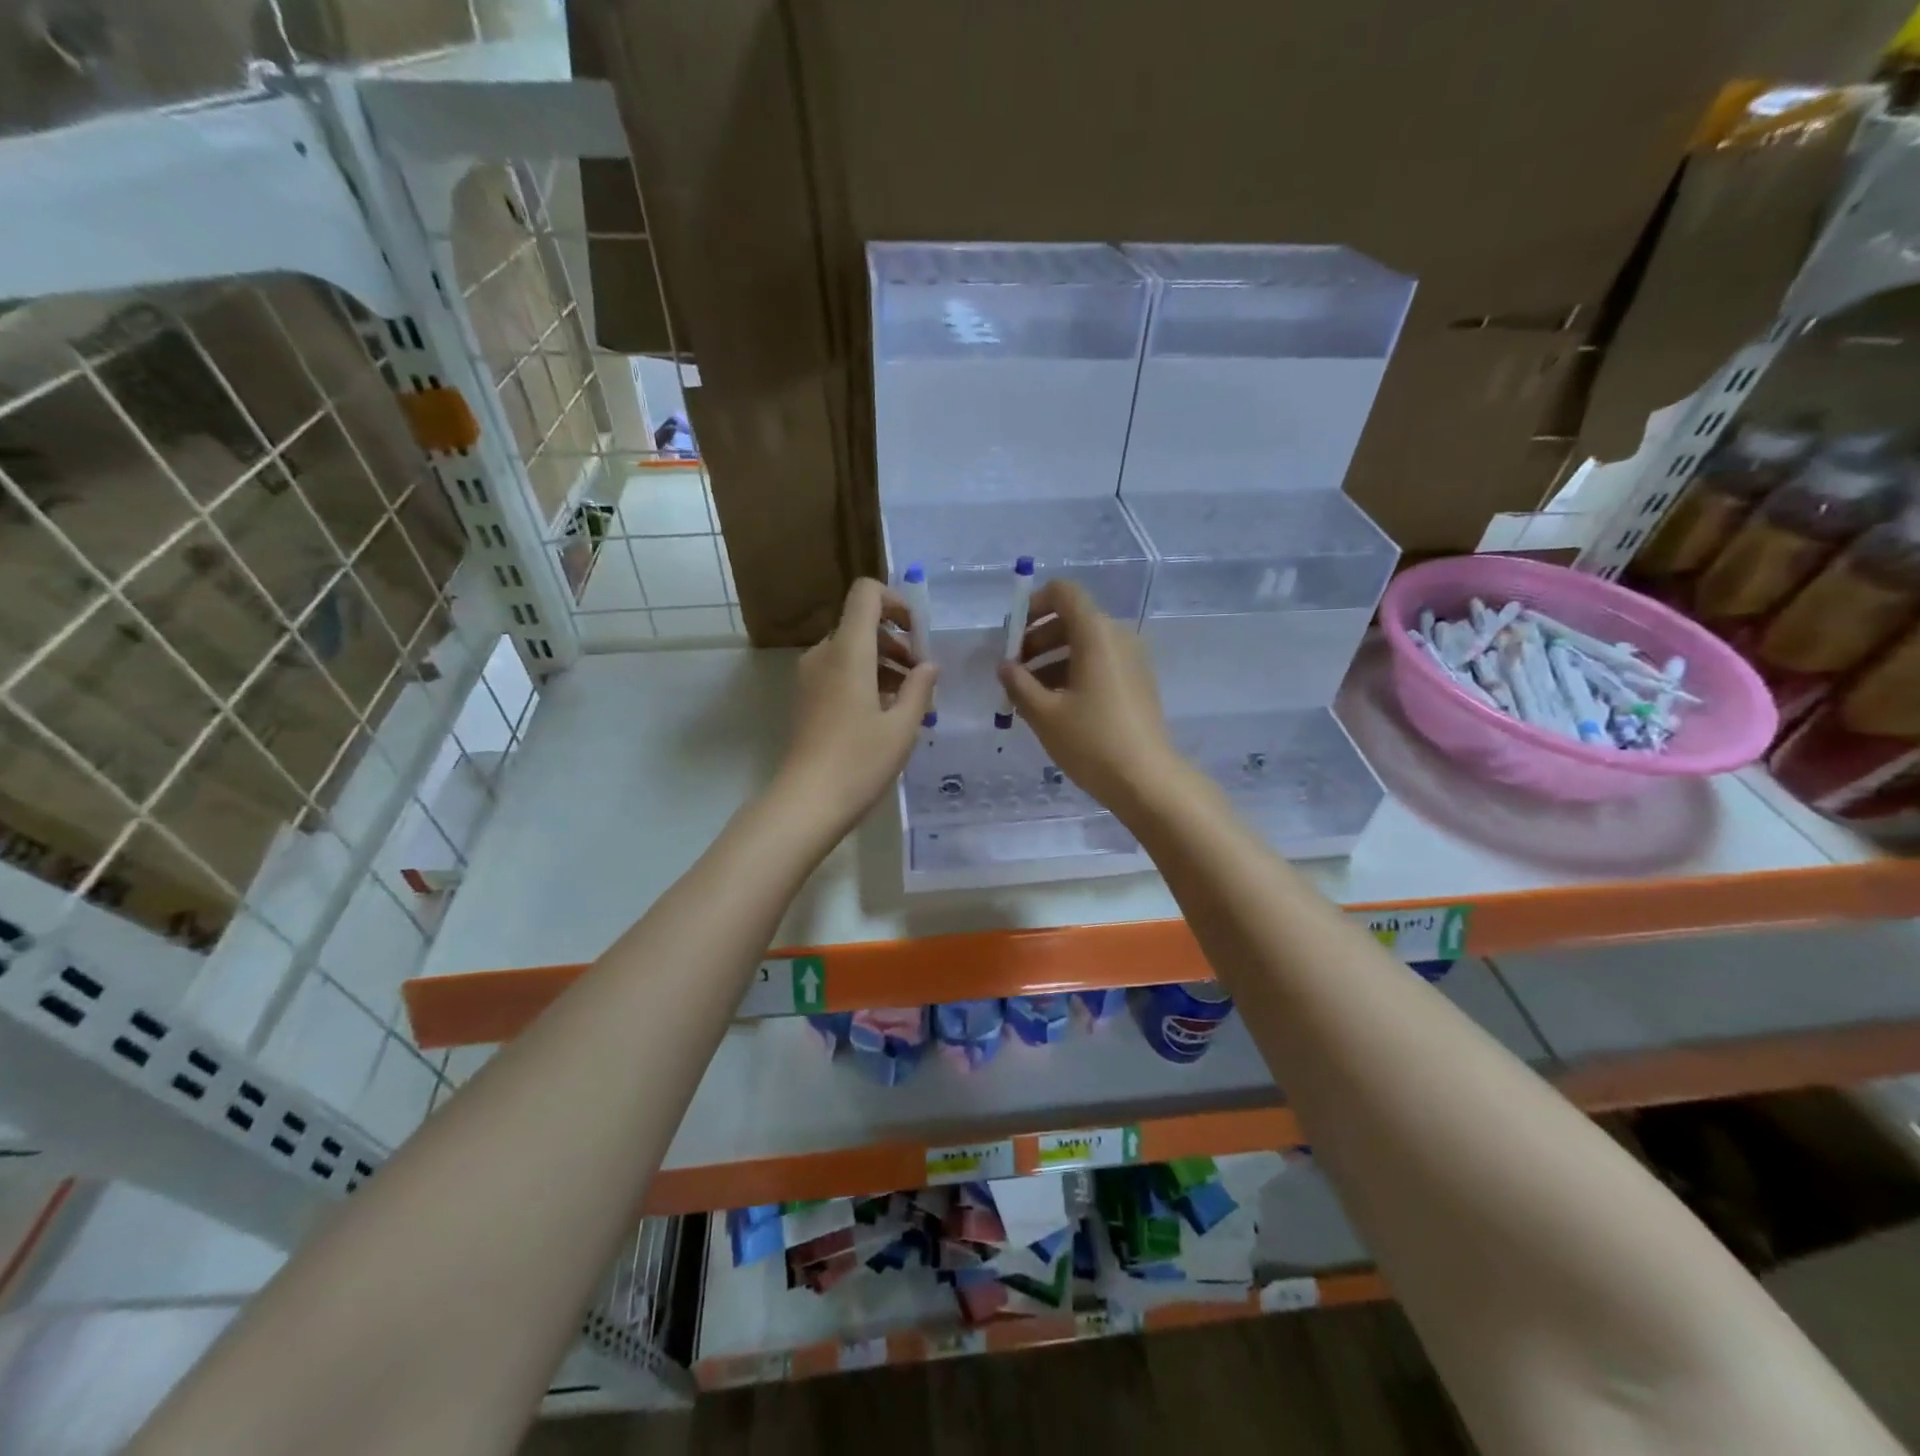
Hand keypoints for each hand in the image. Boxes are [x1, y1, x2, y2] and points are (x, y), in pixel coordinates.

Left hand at [777, 578, 937, 833]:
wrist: (807, 802)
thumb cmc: (859, 761)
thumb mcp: (903, 727)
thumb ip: (920, 688)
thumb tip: (928, 665)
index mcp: (848, 651)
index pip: (866, 593)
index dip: (895, 601)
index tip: (918, 634)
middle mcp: (824, 654)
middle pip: (861, 624)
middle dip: (896, 642)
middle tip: (922, 676)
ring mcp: (810, 677)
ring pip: (851, 651)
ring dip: (884, 664)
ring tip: (910, 701)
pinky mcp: (806, 698)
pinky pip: (839, 672)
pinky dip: (865, 680)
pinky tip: (886, 714)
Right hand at [996, 579, 1183, 815]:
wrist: (1147, 780)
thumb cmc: (1092, 741)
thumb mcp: (1044, 714)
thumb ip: (1018, 683)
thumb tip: (1005, 666)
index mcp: (1096, 634)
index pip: (1064, 593)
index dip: (1033, 605)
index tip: (1012, 635)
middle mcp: (1118, 637)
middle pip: (1072, 619)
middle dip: (1037, 639)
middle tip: (1013, 671)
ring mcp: (1132, 660)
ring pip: (1084, 645)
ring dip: (1052, 660)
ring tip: (1027, 694)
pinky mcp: (1136, 683)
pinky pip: (1099, 664)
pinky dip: (1072, 673)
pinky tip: (1053, 706)